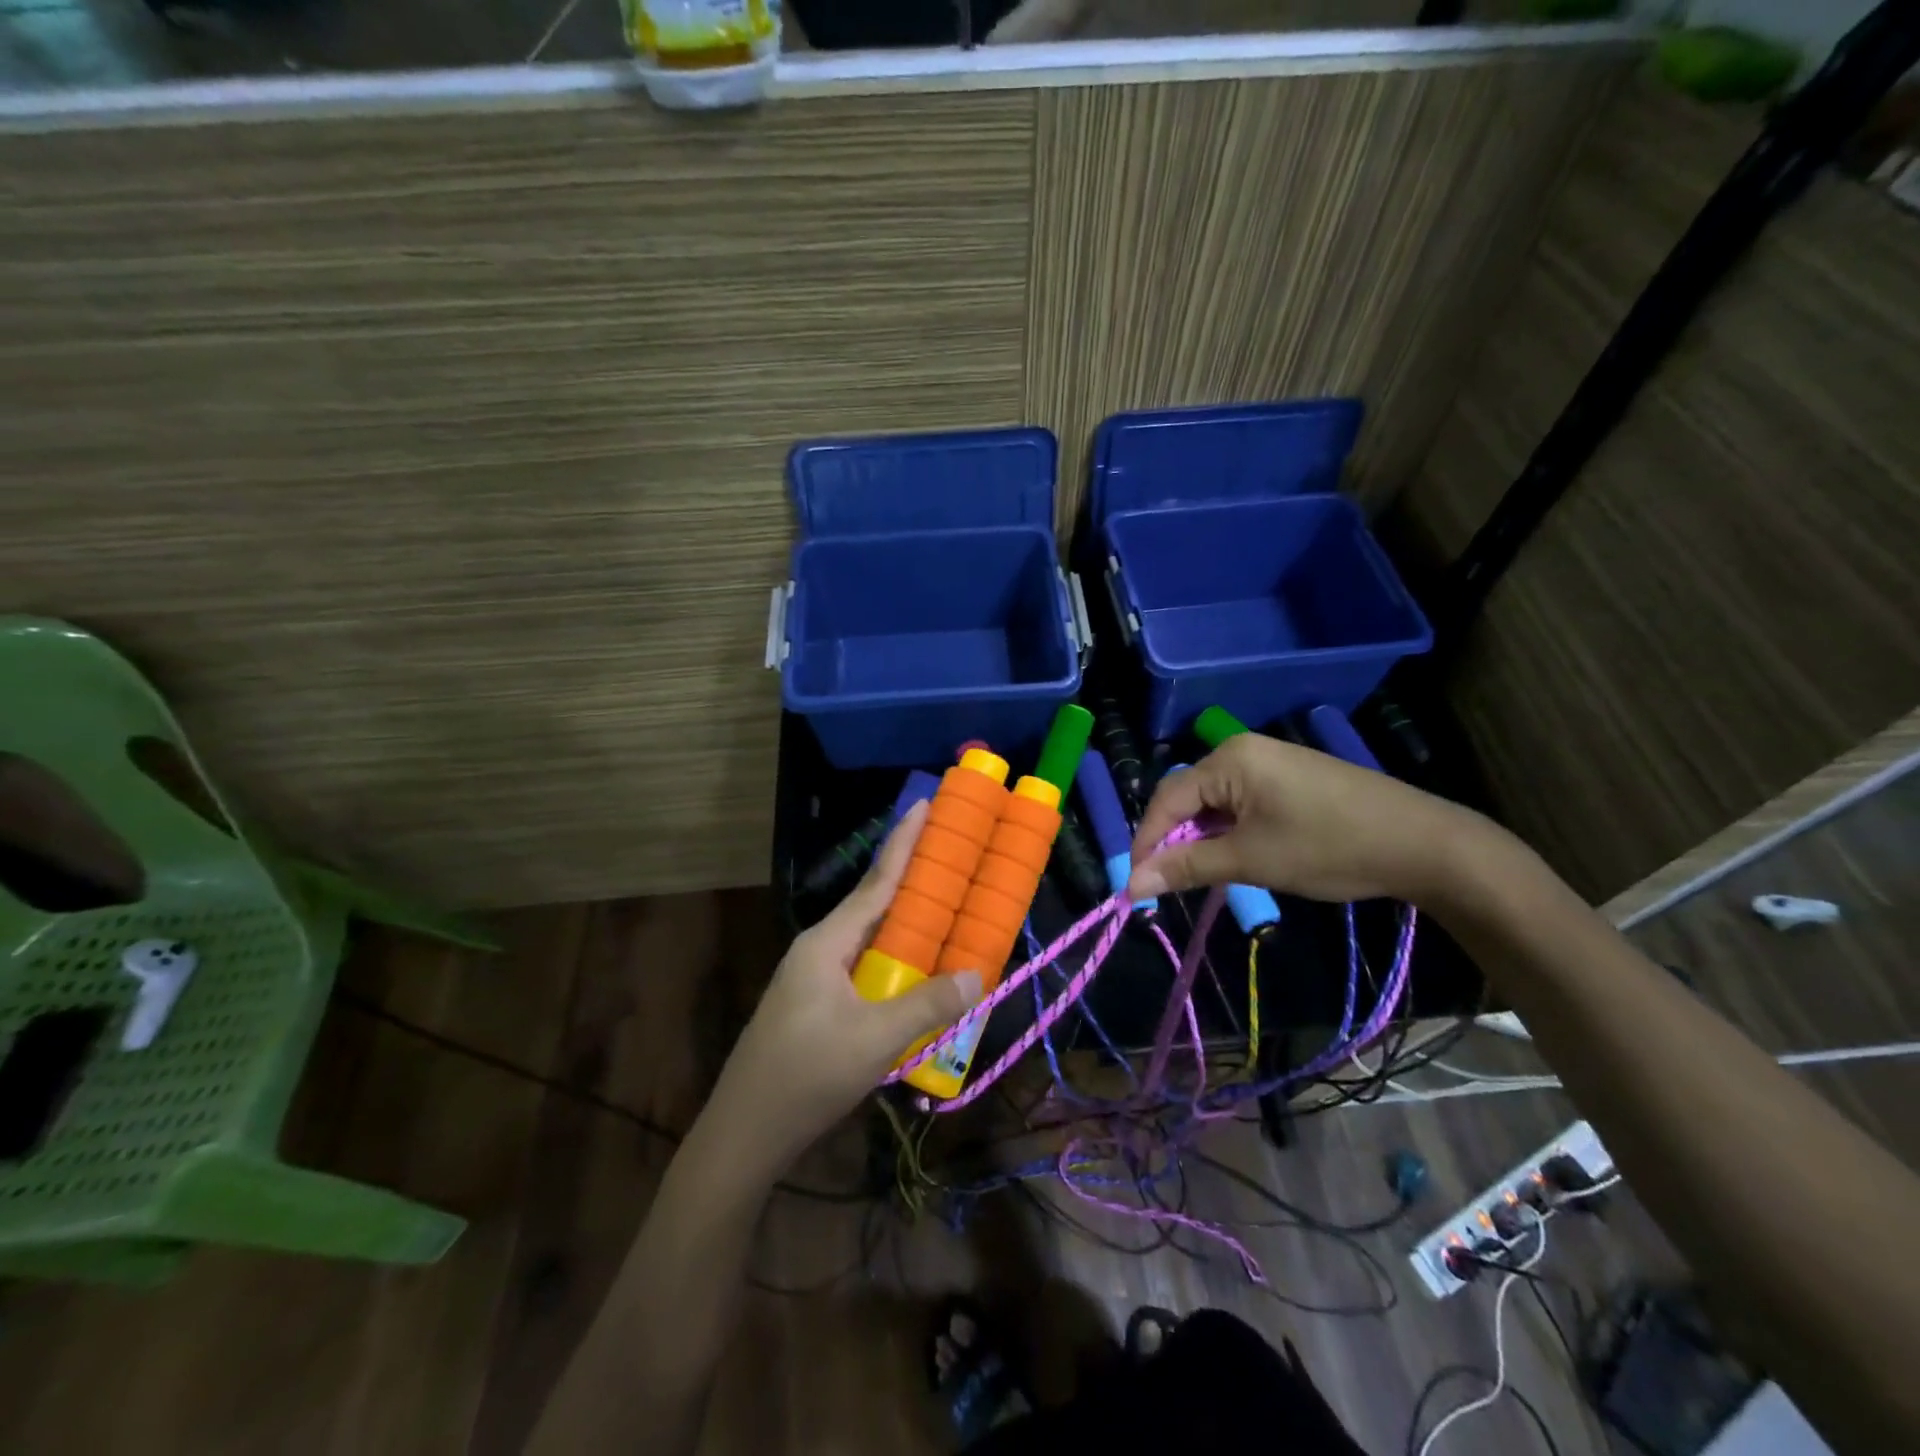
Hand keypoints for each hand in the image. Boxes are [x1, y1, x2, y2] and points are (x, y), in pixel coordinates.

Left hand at [719, 800, 982, 1160]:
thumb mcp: (874, 1041)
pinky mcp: (817, 1005)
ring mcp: (814, 978)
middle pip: (873, 905)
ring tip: (945, 908)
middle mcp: (819, 950)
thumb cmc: (806, 1077)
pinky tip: (917, 971)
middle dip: (911, 879)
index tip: (924, 805)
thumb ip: (926, 1006)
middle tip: (951, 855)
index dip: (903, 843)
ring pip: (870, 939)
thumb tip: (975, 975)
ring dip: (906, 924)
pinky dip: (895, 960)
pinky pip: (865, 967)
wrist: (744, 1133)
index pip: (875, 883)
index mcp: (826, 943)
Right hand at [1127, 732, 1483, 905]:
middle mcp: (1242, 751)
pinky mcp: (1289, 777)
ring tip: (1203, 877)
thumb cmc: (1329, 847)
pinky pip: (1240, 803)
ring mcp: (1269, 761)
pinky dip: (1229, 832)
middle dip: (1174, 842)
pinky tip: (1236, 858)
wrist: (1423, 843)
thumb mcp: (1250, 861)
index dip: (1147, 842)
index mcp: (1229, 759)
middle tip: (1168, 885)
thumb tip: (1131, 885)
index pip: (1167, 799)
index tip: (1136, 885)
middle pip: (1188, 798)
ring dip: (1203, 840)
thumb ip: (1186, 868)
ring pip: (1214, 803)